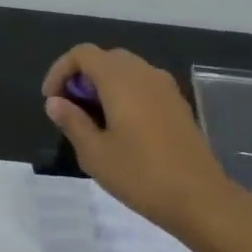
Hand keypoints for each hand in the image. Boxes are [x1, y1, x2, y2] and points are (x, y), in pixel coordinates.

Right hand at [42, 44, 238, 236]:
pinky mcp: (177, 104)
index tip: (51, 100)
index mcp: (120, 79)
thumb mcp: (94, 153)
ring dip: (103, 86)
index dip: (60, 70)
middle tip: (69, 110)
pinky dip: (124, 94)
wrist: (199, 198)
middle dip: (81, 78)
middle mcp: (144, 73)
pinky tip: (120, 128)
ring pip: (126, 71)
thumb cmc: (140, 175)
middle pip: (105, 58)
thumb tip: (55, 102)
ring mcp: (165, 87)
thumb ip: (72, 121)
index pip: (83, 54)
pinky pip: (143, 85)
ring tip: (91, 121)